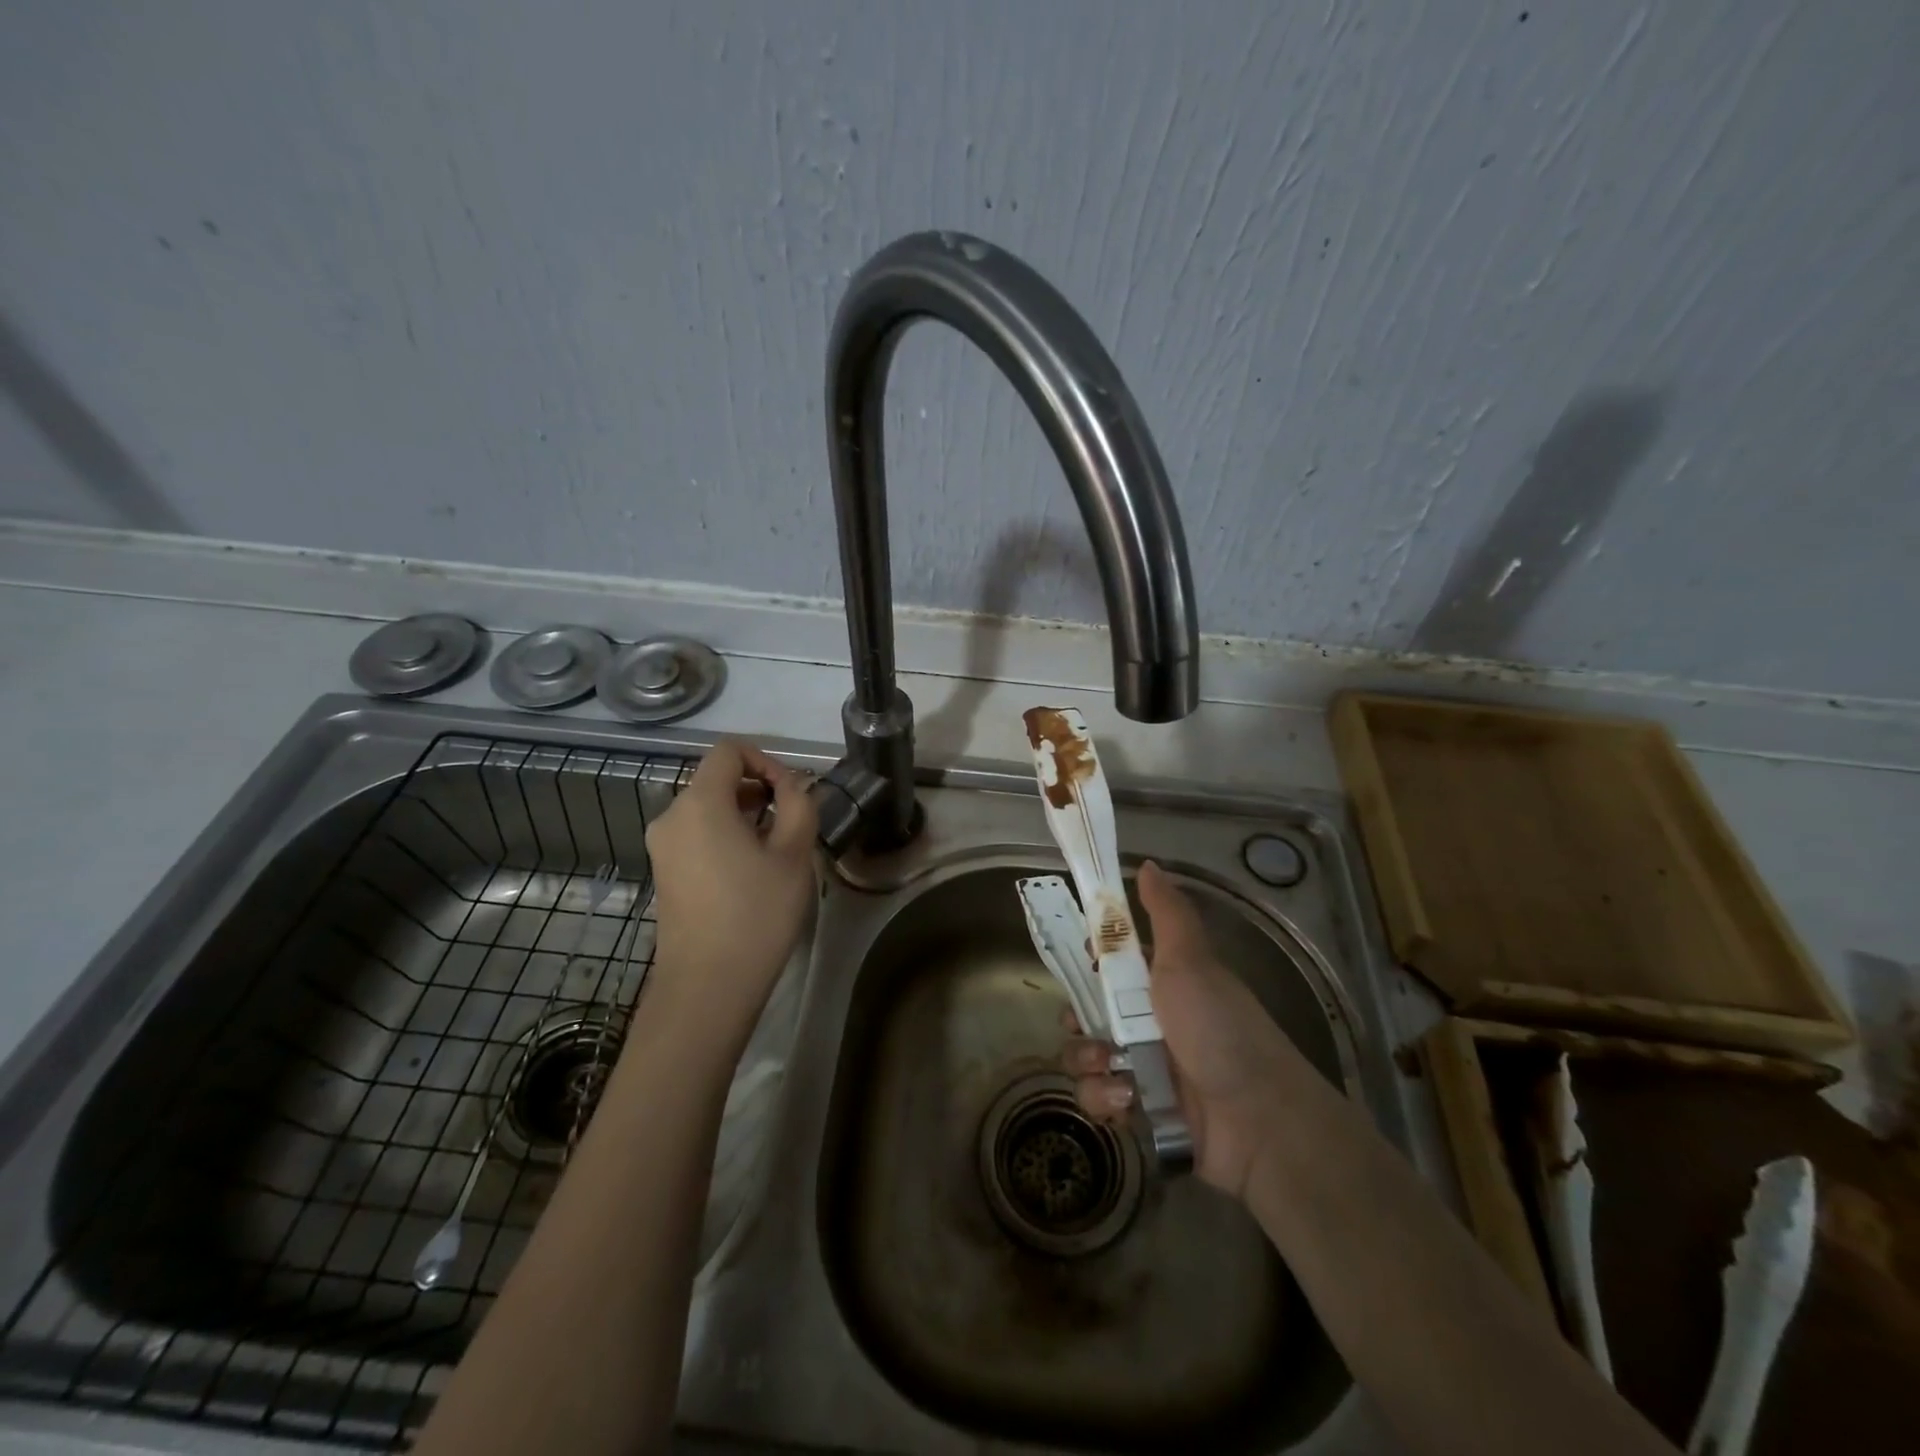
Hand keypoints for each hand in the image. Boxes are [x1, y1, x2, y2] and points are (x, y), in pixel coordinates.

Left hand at [643, 740, 818, 1039]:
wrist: (707, 987)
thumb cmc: (756, 914)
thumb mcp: (794, 854)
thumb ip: (799, 805)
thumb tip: (792, 787)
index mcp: (699, 802)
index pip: (728, 751)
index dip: (765, 760)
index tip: (791, 793)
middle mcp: (671, 816)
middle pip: (716, 779)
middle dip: (758, 789)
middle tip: (793, 822)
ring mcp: (663, 847)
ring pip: (707, 808)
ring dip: (744, 814)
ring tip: (777, 848)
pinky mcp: (664, 873)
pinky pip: (697, 834)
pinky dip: (725, 836)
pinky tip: (751, 870)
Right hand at [1063, 860, 1299, 1201]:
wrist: (1258, 1118)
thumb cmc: (1219, 1027)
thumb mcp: (1191, 960)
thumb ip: (1165, 912)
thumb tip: (1148, 862)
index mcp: (1161, 984)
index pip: (1109, 966)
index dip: (1091, 964)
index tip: (1087, 964)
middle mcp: (1149, 1024)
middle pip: (1088, 1012)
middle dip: (1077, 1020)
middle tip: (1085, 1025)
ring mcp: (1143, 1070)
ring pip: (1085, 1057)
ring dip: (1087, 1061)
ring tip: (1111, 1067)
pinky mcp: (1140, 1113)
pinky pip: (1099, 1100)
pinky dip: (1105, 1099)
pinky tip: (1127, 1100)